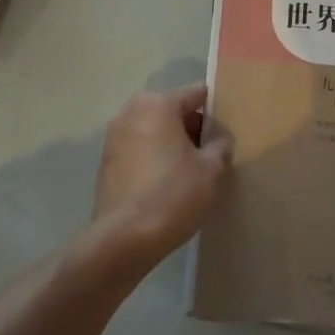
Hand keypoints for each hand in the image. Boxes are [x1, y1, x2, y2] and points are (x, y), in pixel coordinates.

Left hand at [92, 84, 231, 267]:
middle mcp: (131, 112)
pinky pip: (139, 150)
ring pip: (155, 131)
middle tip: (213, 154)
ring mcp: (114, 138)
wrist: (124, 240)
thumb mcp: (211, 170)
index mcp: (157, 104)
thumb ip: (221, 145)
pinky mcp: (106, 163)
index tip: (228, 129)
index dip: (216, 110)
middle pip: (173, 111)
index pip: (196, 94)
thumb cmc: (173, 195)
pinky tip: (168, 186)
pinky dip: (155, 159)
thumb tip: (220, 138)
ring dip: (173, 144)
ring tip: (192, 172)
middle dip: (193, 128)